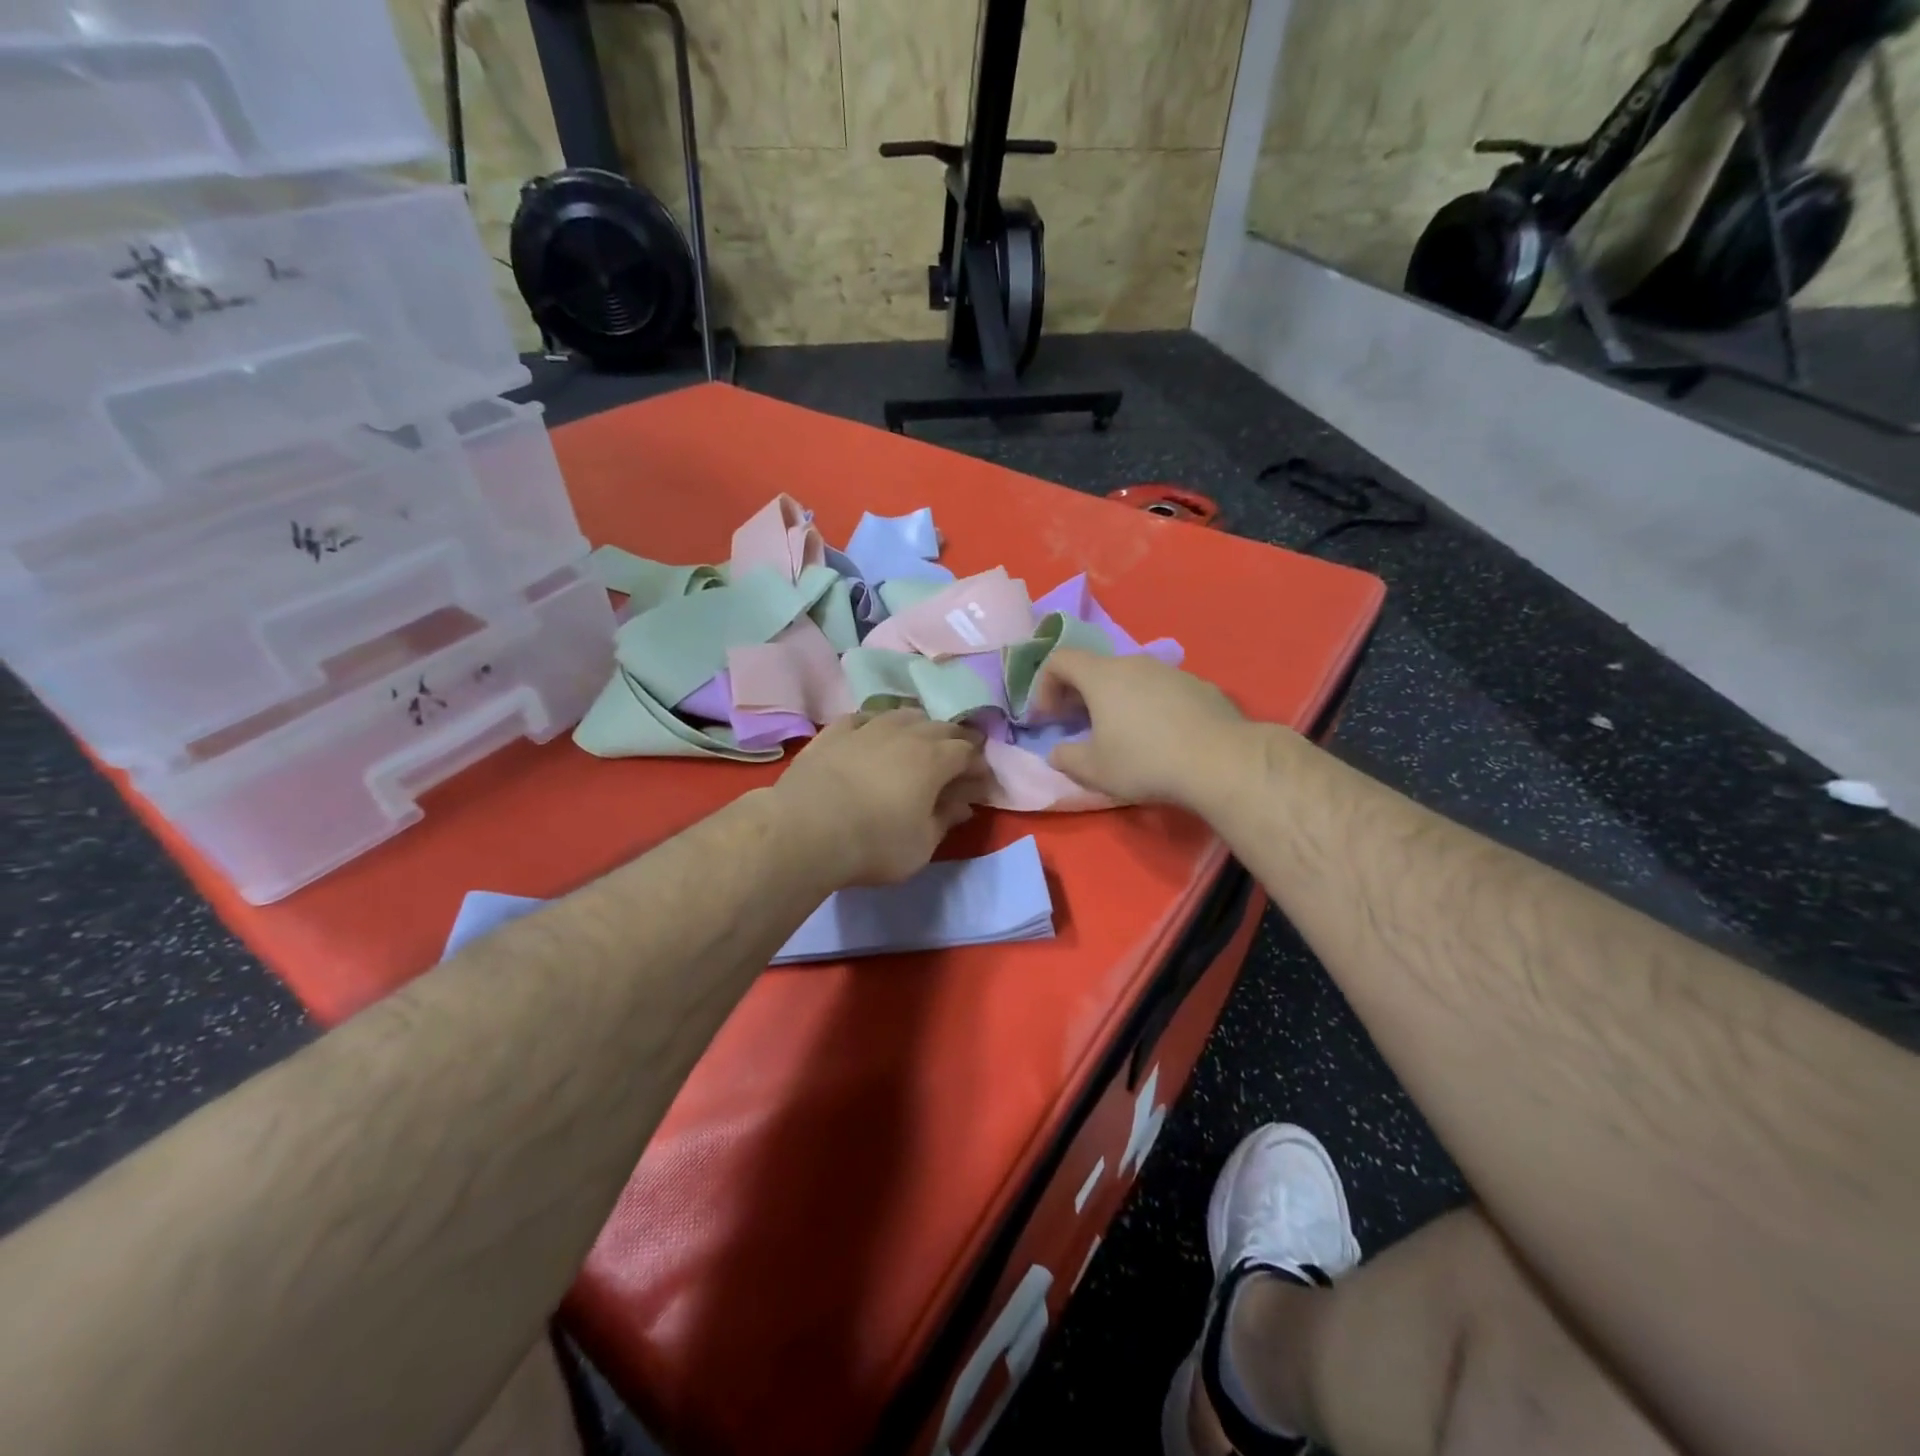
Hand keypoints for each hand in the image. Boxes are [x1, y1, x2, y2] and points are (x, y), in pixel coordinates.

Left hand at [773, 710, 991, 885]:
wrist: (806, 830)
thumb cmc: (874, 843)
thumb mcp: (921, 844)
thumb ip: (945, 820)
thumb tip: (963, 805)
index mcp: (934, 759)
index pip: (968, 752)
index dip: (979, 766)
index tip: (981, 782)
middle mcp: (905, 733)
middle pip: (940, 727)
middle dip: (955, 740)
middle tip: (959, 758)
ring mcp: (867, 728)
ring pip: (902, 714)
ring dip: (919, 725)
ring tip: (919, 740)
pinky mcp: (833, 733)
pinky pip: (863, 718)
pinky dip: (876, 724)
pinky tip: (874, 732)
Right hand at [1033, 649, 1249, 806]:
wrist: (1220, 762)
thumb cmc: (1145, 761)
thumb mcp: (1094, 770)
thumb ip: (1065, 758)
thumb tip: (1056, 753)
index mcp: (1102, 676)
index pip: (1059, 659)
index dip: (1043, 686)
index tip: (1047, 718)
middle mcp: (1135, 663)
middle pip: (1096, 668)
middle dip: (1078, 694)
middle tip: (1077, 726)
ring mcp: (1171, 671)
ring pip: (1131, 678)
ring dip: (1115, 700)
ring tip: (1120, 733)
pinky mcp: (1200, 686)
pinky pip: (1161, 690)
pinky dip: (1148, 705)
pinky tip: (1160, 737)